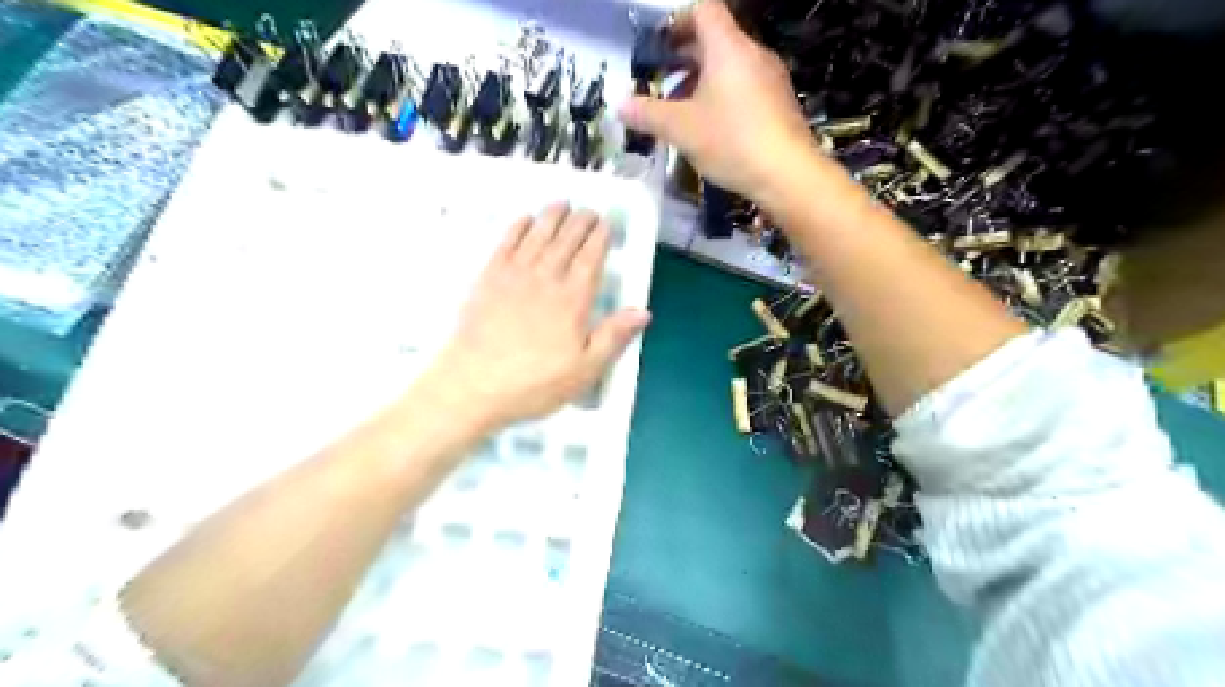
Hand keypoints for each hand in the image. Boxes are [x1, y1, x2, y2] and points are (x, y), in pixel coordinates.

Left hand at [415, 204, 648, 429]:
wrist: (473, 385)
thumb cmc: (534, 383)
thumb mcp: (584, 369)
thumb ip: (613, 337)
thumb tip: (643, 311)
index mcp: (572, 300)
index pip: (590, 259)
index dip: (600, 238)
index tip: (606, 223)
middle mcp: (545, 279)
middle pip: (566, 242)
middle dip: (579, 222)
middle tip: (589, 210)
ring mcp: (513, 276)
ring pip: (537, 236)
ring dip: (551, 217)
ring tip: (561, 203)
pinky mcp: (487, 280)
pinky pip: (505, 244)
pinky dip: (516, 229)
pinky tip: (523, 220)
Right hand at [617, 1, 826, 203]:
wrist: (788, 173)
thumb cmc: (731, 141)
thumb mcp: (681, 129)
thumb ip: (648, 114)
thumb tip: (619, 105)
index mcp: (728, 47)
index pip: (703, 10)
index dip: (678, 22)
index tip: (661, 48)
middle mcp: (753, 53)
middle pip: (716, 40)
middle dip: (685, 60)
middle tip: (662, 85)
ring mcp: (771, 78)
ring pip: (731, 67)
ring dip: (703, 83)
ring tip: (683, 114)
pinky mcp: (780, 103)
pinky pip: (746, 87)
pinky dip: (724, 98)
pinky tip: (713, 130)